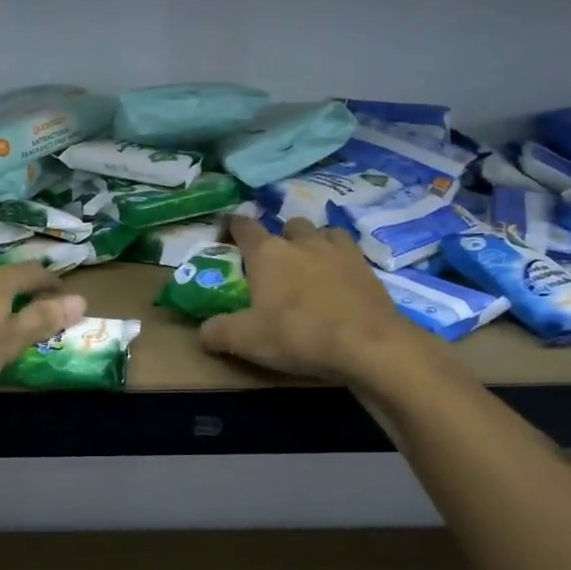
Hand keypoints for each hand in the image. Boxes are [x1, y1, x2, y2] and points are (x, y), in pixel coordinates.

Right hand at [201, 215, 431, 382]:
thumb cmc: (298, 334)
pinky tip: (340, 279)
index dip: (231, 226)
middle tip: (275, 263)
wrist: (368, 344)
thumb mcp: (246, 340)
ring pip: (322, 232)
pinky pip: (349, 251)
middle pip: (287, 225)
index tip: (225, 235)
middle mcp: (301, 241)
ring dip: (313, 243)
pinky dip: (340, 259)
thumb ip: (218, 332)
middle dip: (279, 238)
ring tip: (310, 266)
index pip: (243, 225)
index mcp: (267, 252)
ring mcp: (338, 250)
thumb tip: (202, 332)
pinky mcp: (366, 267)